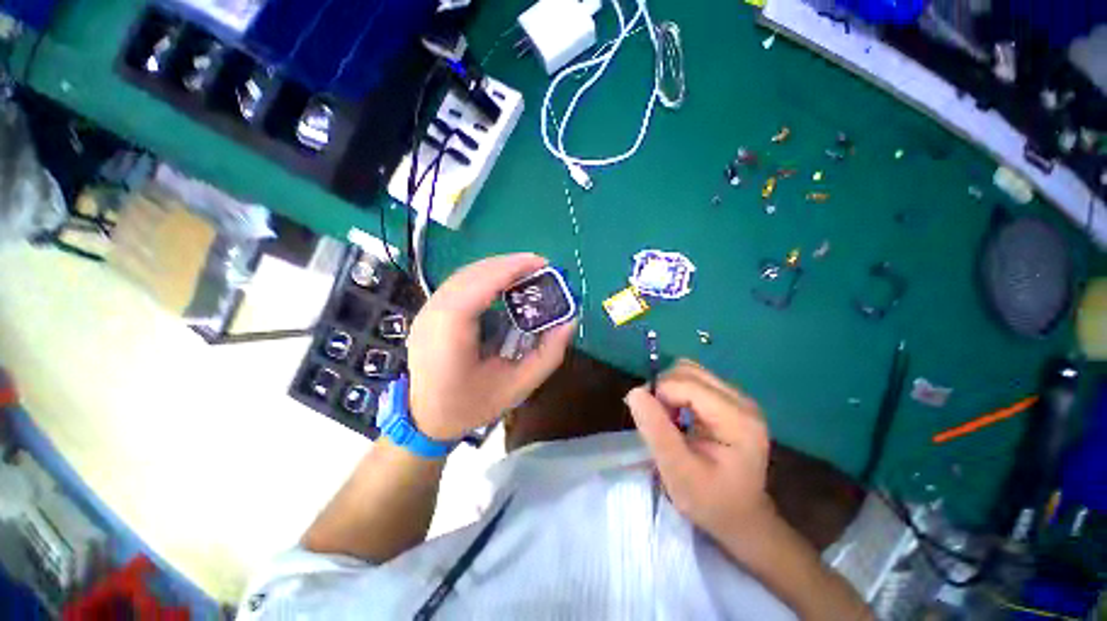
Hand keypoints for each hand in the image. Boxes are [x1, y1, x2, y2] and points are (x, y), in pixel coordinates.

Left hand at [406, 254, 575, 442]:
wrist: (425, 419)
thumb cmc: (471, 406)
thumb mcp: (519, 386)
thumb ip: (548, 353)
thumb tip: (570, 321)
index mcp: (451, 333)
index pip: (479, 285)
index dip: (511, 268)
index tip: (542, 262)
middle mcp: (433, 314)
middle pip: (472, 273)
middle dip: (508, 264)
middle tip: (540, 266)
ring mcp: (426, 311)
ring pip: (464, 274)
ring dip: (496, 268)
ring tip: (525, 271)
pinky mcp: (428, 311)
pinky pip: (459, 283)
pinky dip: (484, 277)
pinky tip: (502, 282)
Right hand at [625, 360, 774, 540]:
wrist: (741, 517)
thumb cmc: (710, 501)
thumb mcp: (677, 472)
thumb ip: (656, 430)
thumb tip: (635, 391)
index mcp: (737, 419)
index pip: (687, 385)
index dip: (660, 394)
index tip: (646, 419)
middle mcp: (742, 401)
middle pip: (689, 371)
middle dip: (663, 388)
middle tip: (655, 418)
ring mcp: (738, 398)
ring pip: (689, 372)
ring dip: (669, 389)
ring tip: (666, 418)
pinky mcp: (730, 401)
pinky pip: (694, 381)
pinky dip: (677, 392)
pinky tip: (677, 416)